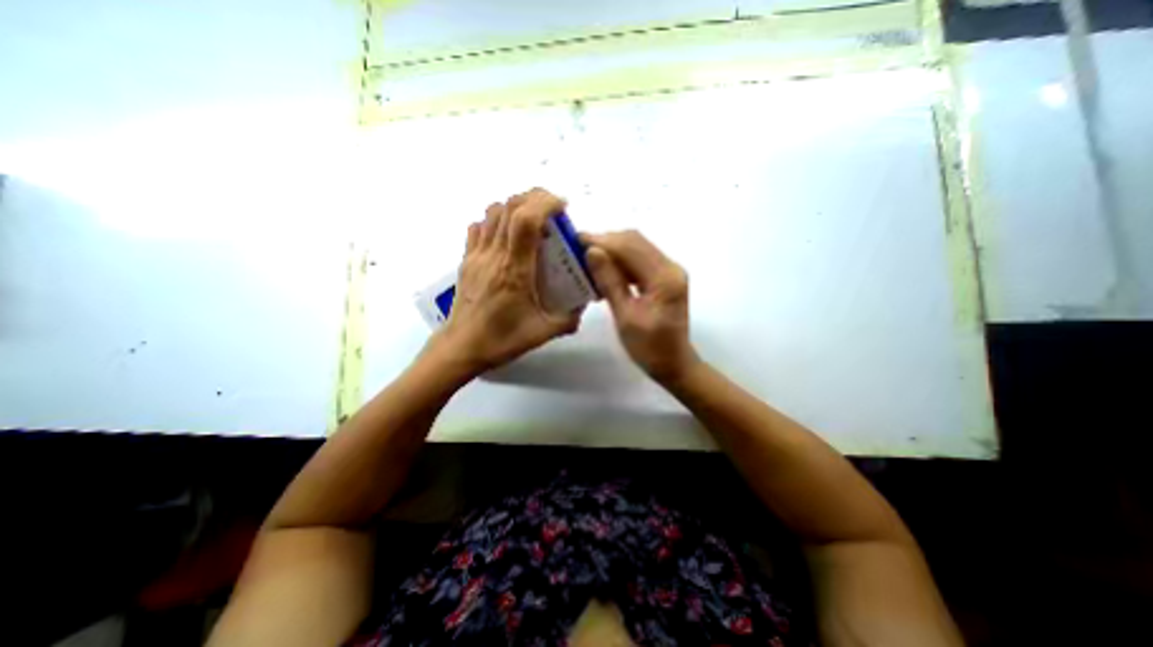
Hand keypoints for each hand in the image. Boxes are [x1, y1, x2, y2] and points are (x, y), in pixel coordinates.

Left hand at [428, 187, 580, 374]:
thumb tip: (582, 307)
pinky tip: (506, 235)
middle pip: (510, 207)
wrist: (461, 347)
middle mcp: (494, 255)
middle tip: (552, 209)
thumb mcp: (542, 333)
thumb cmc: (501, 339)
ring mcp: (477, 255)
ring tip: (532, 220)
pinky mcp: (467, 260)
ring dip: (515, 207)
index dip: (545, 203)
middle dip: (534, 197)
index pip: (526, 220)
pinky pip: (478, 227)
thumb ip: (568, 319)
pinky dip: (494, 220)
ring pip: (492, 212)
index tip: (563, 206)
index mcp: (515, 270)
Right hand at [582, 230, 696, 380]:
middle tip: (579, 248)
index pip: (630, 247)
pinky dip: (621, 261)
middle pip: (635, 241)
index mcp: (664, 278)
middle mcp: (671, 267)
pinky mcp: (665, 277)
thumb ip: (610, 282)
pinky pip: (640, 260)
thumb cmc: (649, 348)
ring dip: (613, 250)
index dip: (602, 241)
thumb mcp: (625, 317)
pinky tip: (605, 270)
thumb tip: (593, 252)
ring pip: (637, 248)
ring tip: (588, 258)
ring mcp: (670, 271)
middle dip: (606, 241)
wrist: (674, 363)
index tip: (576, 239)